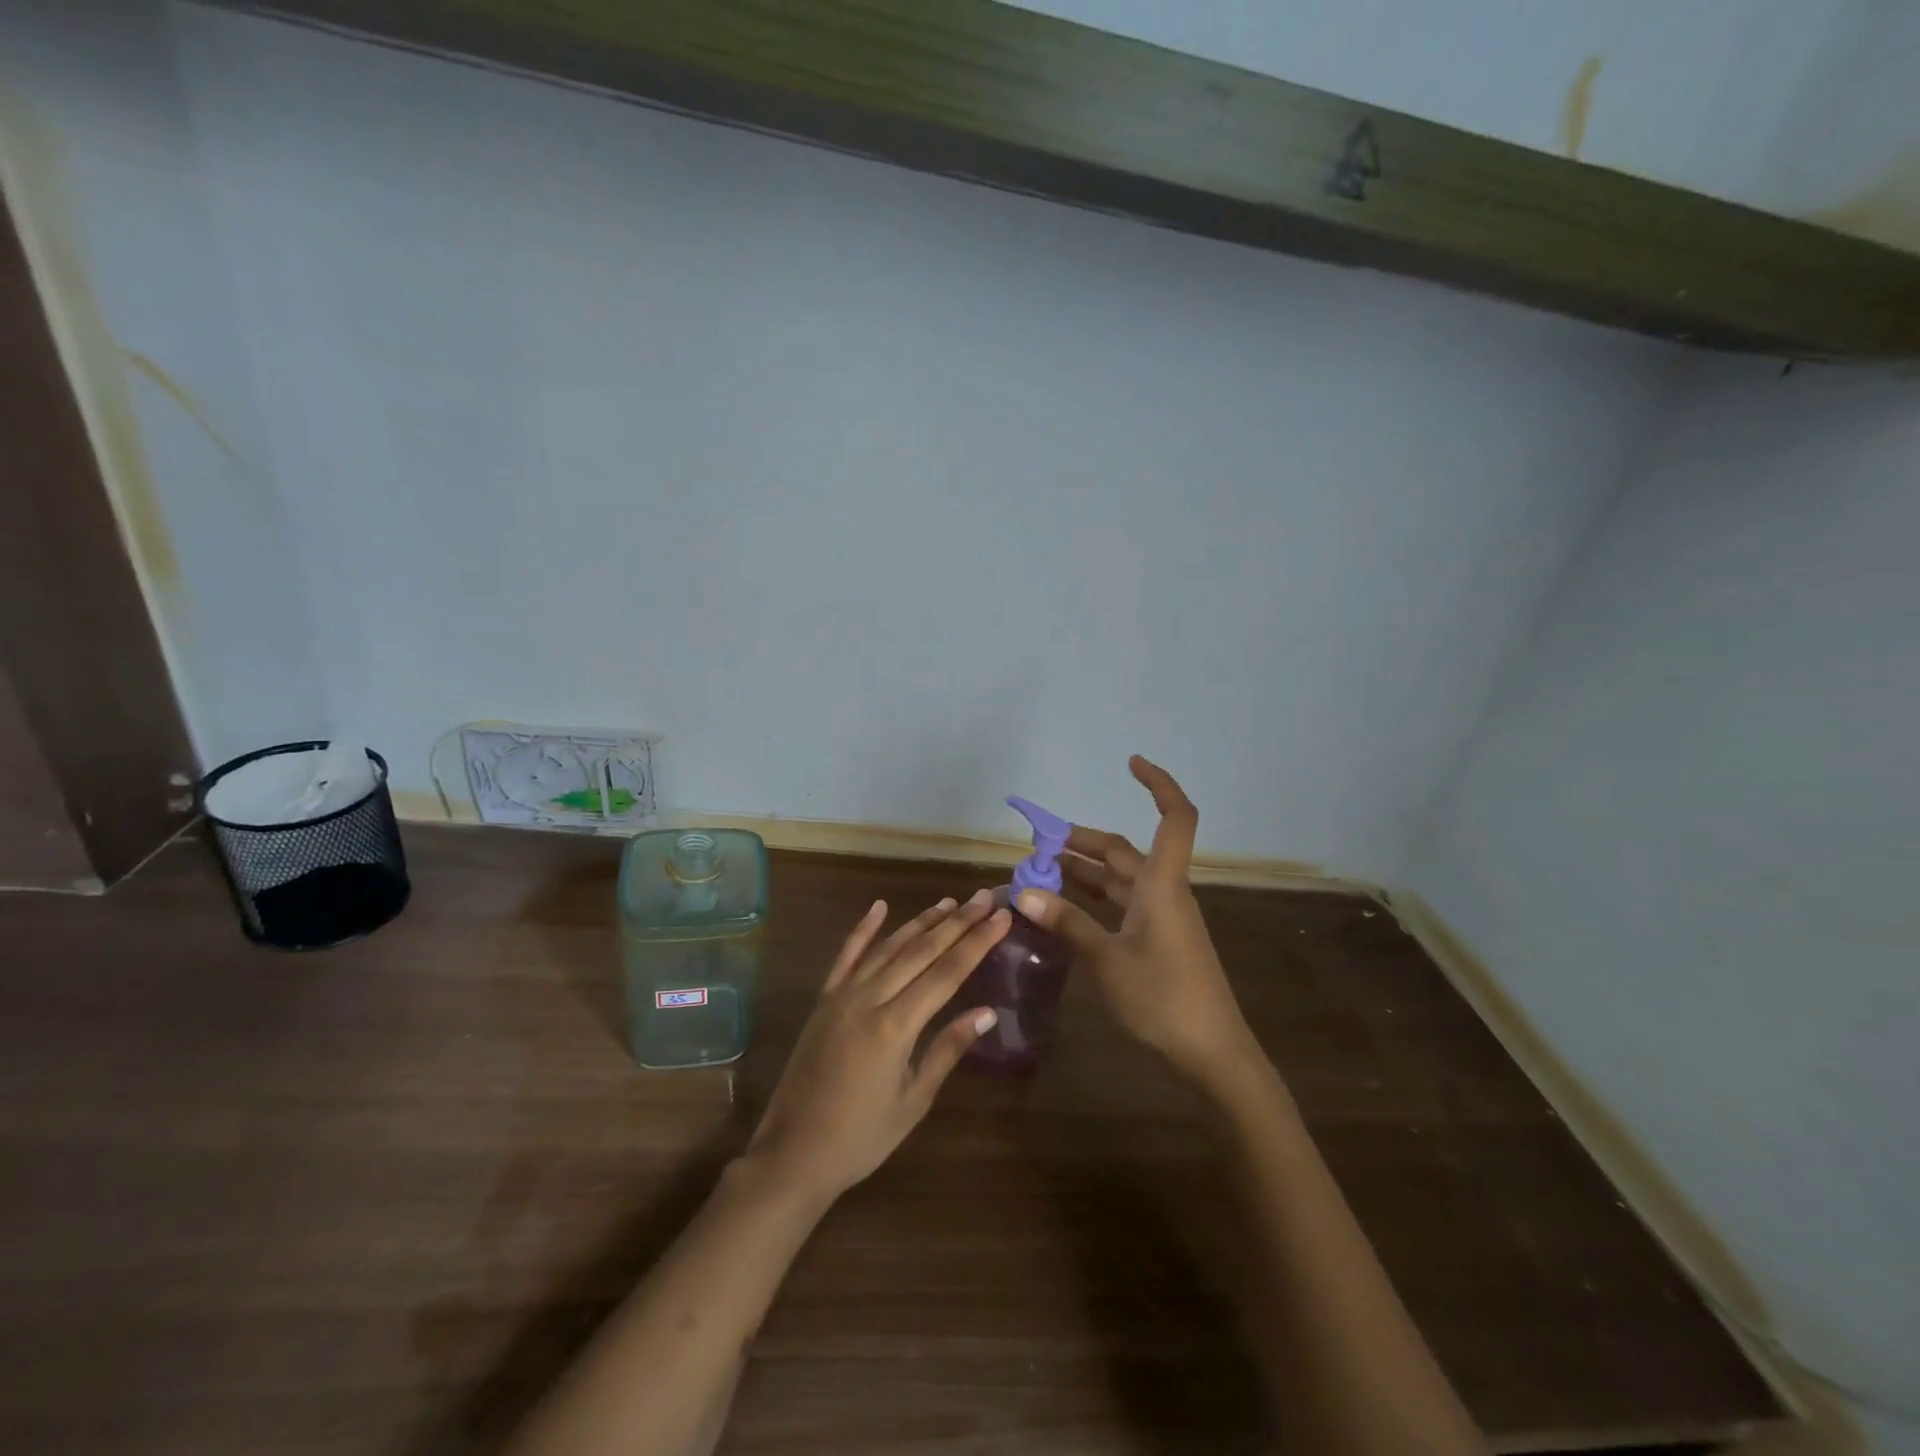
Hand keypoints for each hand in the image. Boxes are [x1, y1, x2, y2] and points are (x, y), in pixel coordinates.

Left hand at [746, 891, 1008, 1202]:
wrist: (793, 1154)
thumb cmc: (861, 1137)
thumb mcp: (914, 1101)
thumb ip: (947, 1049)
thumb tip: (987, 1012)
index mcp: (895, 1026)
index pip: (946, 973)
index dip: (976, 942)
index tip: (1001, 918)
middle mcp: (869, 999)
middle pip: (921, 951)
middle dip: (957, 922)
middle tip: (984, 897)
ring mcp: (842, 995)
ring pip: (888, 947)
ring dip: (920, 921)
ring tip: (950, 901)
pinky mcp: (824, 1000)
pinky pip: (845, 956)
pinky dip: (863, 929)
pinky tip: (879, 906)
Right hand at [1014, 757, 1255, 1083]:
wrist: (1212, 1055)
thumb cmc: (1164, 999)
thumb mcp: (1107, 960)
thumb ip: (1066, 922)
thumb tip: (1021, 892)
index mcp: (1162, 885)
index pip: (1175, 818)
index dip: (1159, 785)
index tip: (1130, 763)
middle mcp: (1162, 892)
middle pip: (1122, 851)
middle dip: (1079, 842)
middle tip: (1034, 844)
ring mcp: (1160, 918)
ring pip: (1116, 880)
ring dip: (1081, 872)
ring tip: (1037, 873)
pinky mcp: (1155, 941)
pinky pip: (1118, 906)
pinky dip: (1090, 901)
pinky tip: (1061, 910)